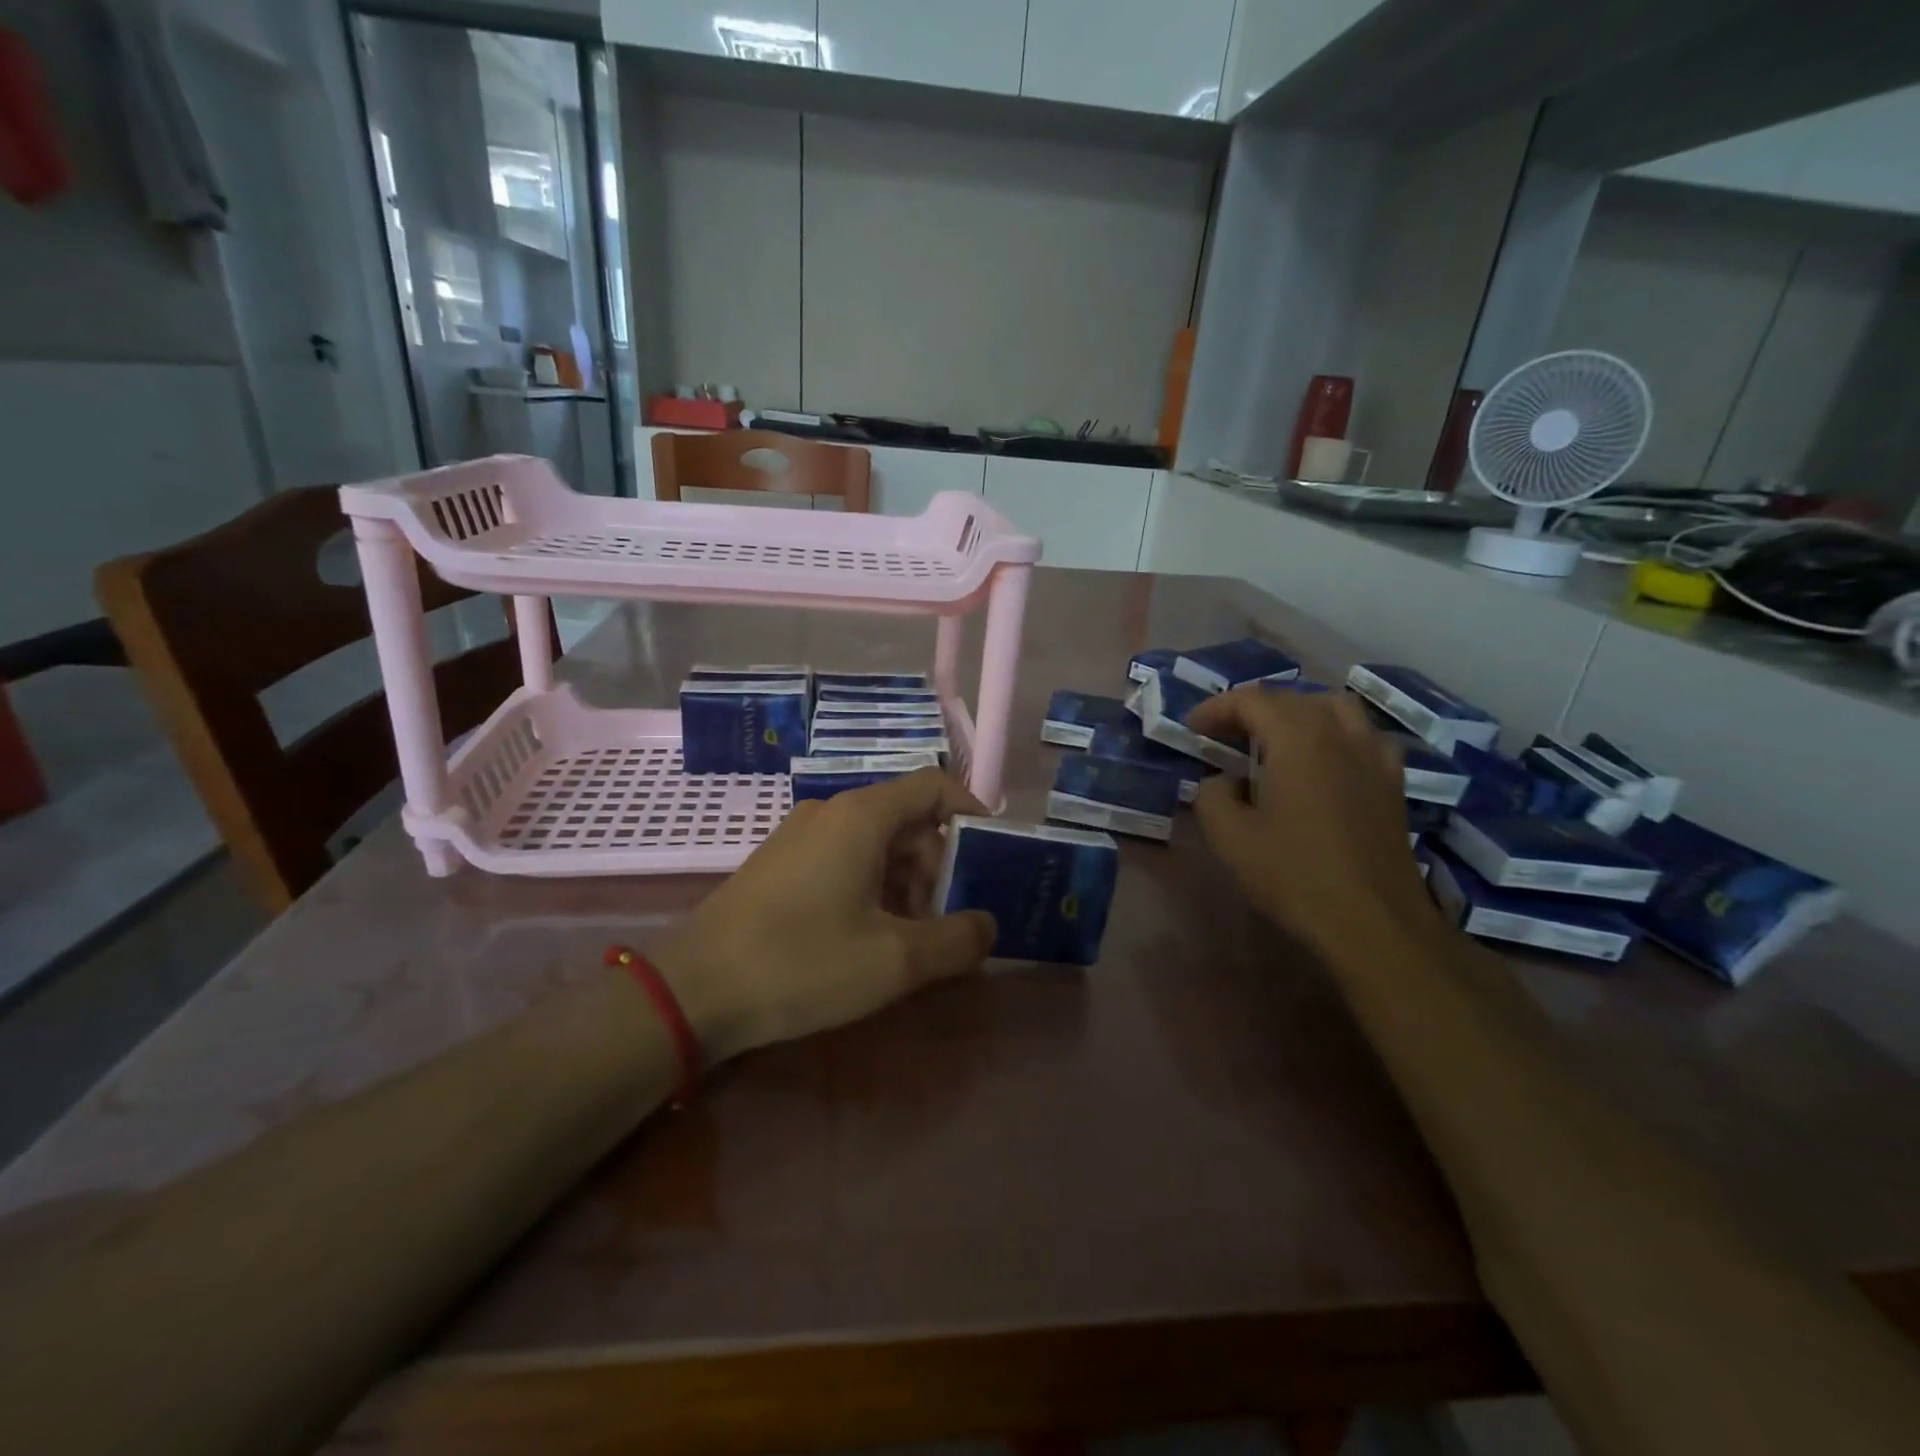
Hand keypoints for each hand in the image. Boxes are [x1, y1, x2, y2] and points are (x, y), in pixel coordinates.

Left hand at [653, 769, 995, 1062]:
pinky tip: (864, 939)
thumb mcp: (894, 961)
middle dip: (937, 867)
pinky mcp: (778, 863)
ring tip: (907, 940)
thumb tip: (987, 925)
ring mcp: (798, 836)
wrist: (691, 990)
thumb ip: (956, 941)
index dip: (971, 813)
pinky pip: (842, 859)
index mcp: (862, 815)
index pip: (934, 786)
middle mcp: (830, 811)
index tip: (992, 856)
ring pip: (874, 843)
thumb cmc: (802, 964)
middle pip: (906, 819)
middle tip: (946, 921)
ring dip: (904, 883)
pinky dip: (870, 888)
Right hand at [1186, 688, 1433, 958]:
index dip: (1216, 708)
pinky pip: (1363, 737)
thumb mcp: (1230, 838)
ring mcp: (1374, 756)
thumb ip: (1212, 796)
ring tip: (1274, 739)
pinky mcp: (1392, 783)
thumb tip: (1222, 781)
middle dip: (1252, 710)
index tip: (1192, 729)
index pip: (1251, 700)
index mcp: (1298, 738)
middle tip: (1223, 736)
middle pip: (1293, 699)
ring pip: (1335, 709)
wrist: (1373, 922)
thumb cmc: (1294, 875)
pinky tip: (1324, 762)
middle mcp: (1340, 734)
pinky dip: (1336, 735)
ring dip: (1298, 713)